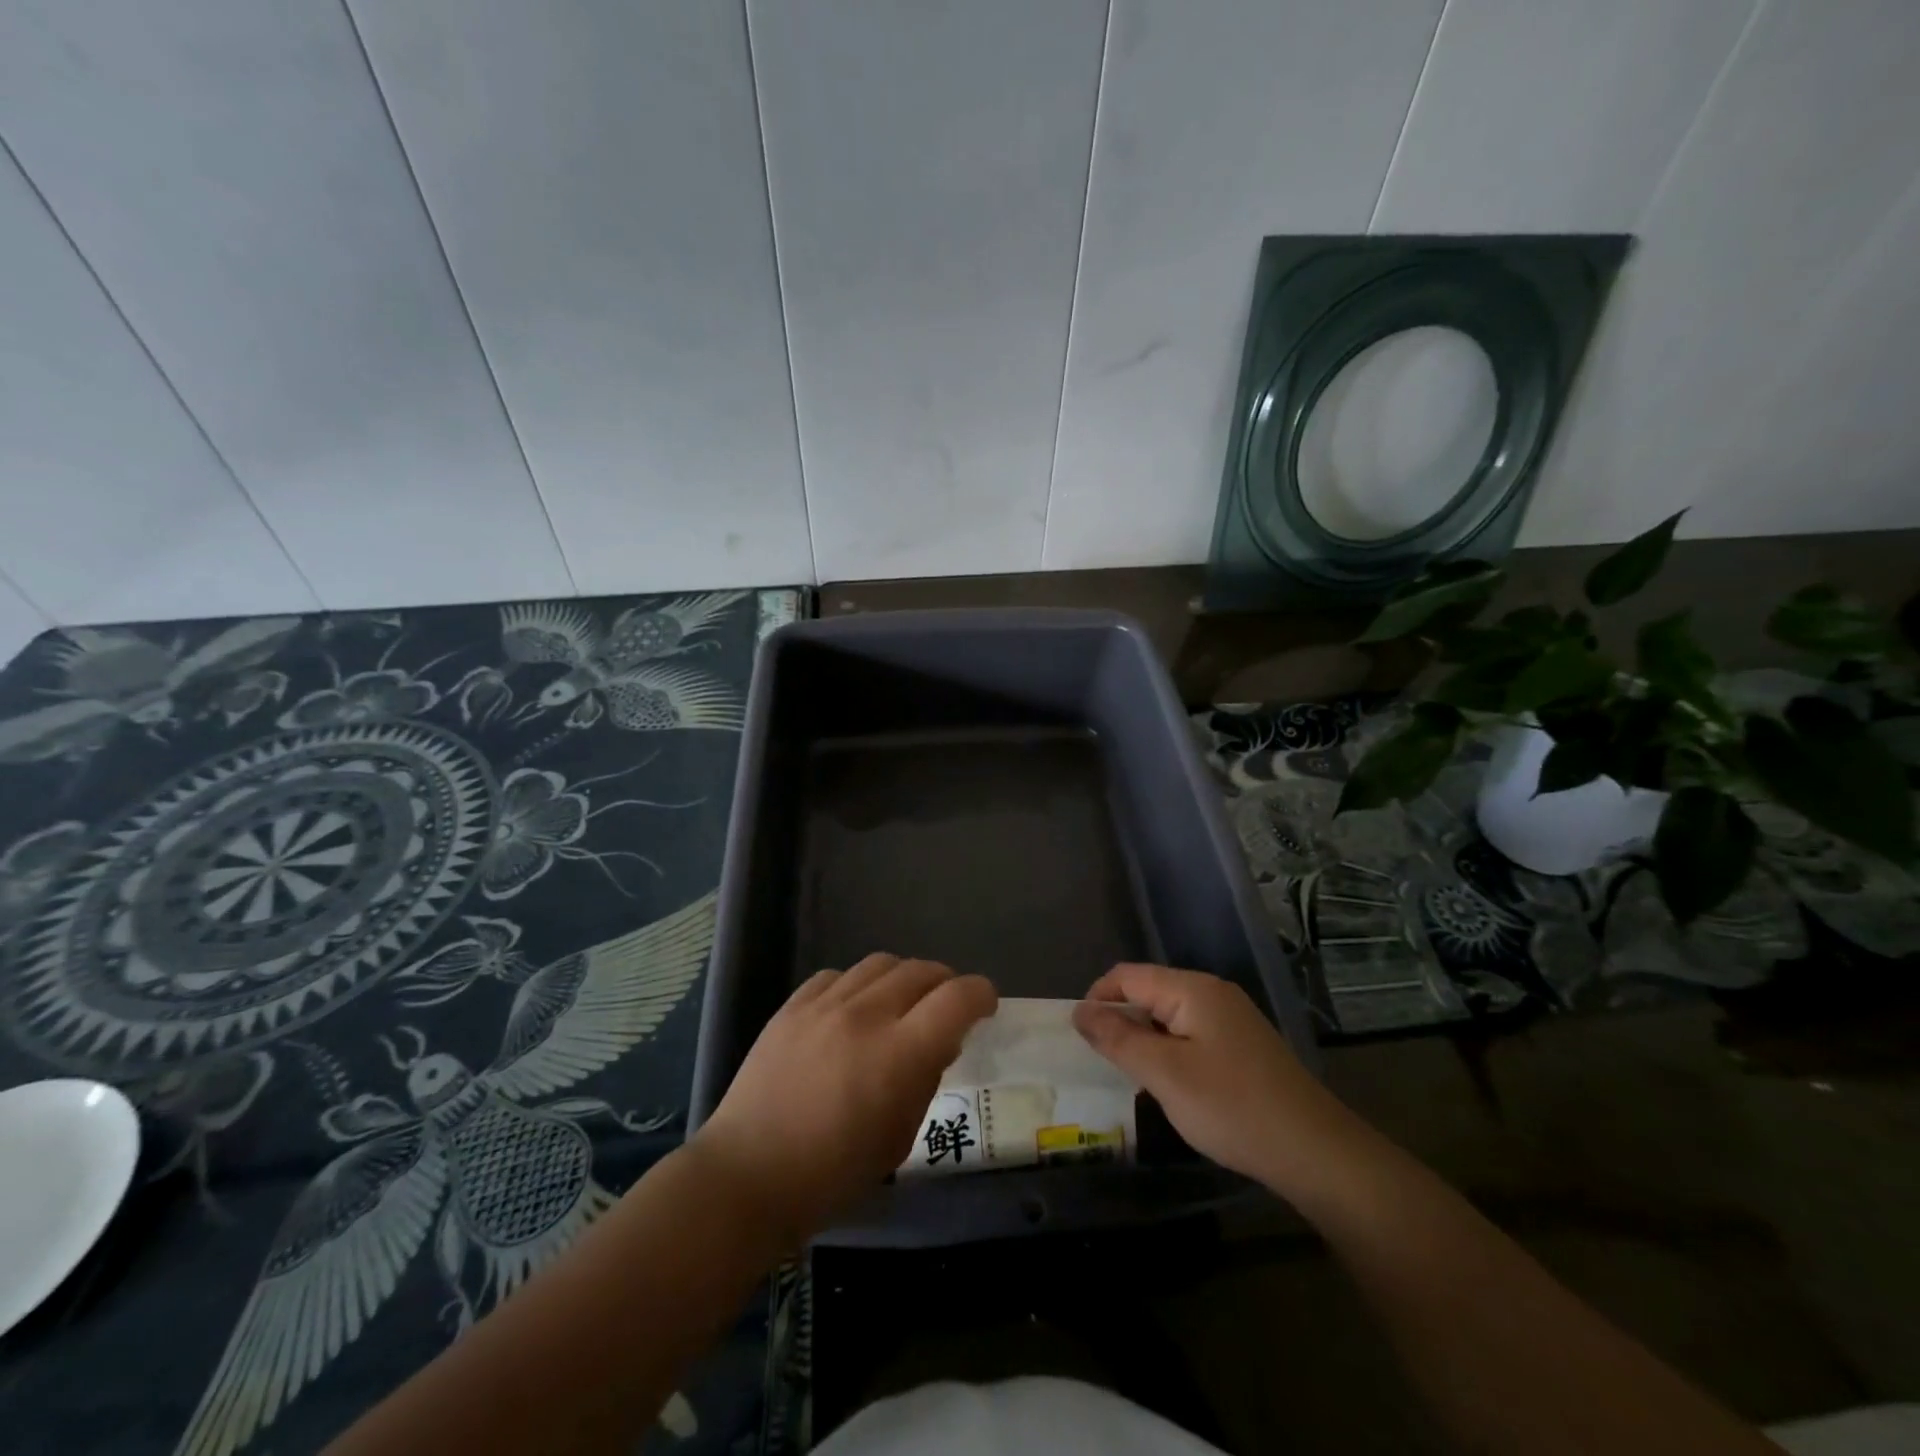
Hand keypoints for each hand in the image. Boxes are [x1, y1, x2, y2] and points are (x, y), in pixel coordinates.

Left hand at [690, 954, 996, 1243]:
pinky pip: (837, 975)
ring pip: (881, 964)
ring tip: (901, 1003)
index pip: (957, 999)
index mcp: (899, 1054)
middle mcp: (866, 1015)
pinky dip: (858, 986)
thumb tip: (939, 1043)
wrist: (747, 1175)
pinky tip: (853, 1009)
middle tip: (946, 1007)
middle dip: (945, 983)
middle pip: (921, 971)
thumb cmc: (831, 1174)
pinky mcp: (792, 1005)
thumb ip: (925, 1081)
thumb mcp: (898, 1139)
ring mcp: (825, 1005)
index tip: (985, 1006)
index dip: (981, 995)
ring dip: (904, 978)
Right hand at [1073, 963, 1352, 1191]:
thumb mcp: (1164, 1074)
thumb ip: (1118, 1039)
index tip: (1079, 1037)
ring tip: (1131, 1077)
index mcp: (1192, 989)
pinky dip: (1169, 1052)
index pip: (1127, 976)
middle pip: (1148, 992)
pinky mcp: (1242, 1046)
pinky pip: (1190, 1035)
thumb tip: (1080, 1011)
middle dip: (1120, 1021)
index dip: (1097, 999)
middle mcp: (1212, 993)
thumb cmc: (1233, 1107)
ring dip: (1144, 1040)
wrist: (1316, 1152)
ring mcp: (1231, 1019)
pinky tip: (1170, 1087)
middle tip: (1103, 1063)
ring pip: (1168, 1016)